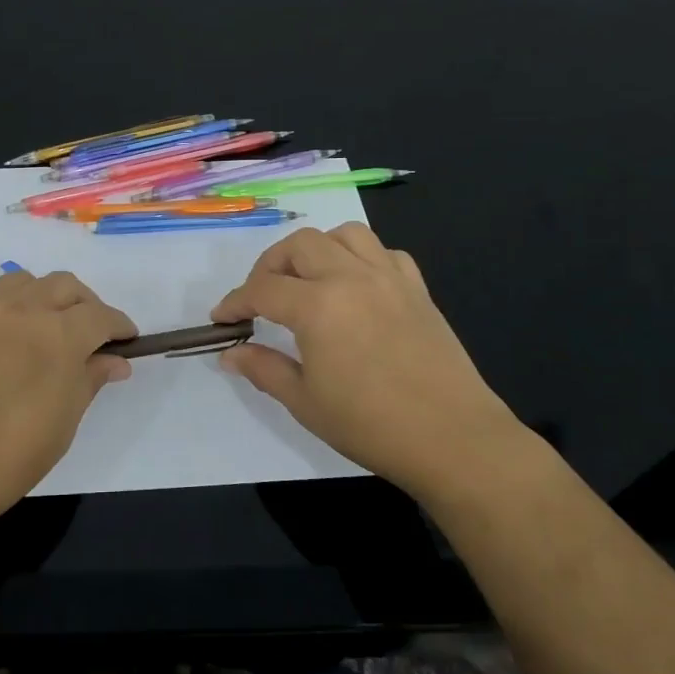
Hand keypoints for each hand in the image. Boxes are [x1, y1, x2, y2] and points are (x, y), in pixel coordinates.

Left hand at [0, 263, 135, 528]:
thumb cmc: (7, 460)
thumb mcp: (63, 426)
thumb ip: (89, 382)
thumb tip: (116, 361)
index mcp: (59, 337)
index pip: (101, 316)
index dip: (119, 325)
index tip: (125, 339)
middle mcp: (21, 311)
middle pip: (64, 286)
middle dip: (85, 304)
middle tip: (87, 332)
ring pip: (17, 279)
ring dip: (37, 294)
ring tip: (38, 320)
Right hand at [210, 224, 535, 500]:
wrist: (453, 439)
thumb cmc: (371, 425)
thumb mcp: (305, 402)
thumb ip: (264, 369)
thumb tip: (230, 354)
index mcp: (318, 306)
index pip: (262, 290)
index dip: (235, 302)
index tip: (222, 318)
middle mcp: (351, 277)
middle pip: (299, 245)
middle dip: (270, 266)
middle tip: (261, 298)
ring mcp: (389, 278)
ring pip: (344, 234)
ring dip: (317, 249)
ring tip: (308, 280)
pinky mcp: (417, 289)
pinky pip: (384, 252)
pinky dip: (360, 258)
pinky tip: (356, 286)